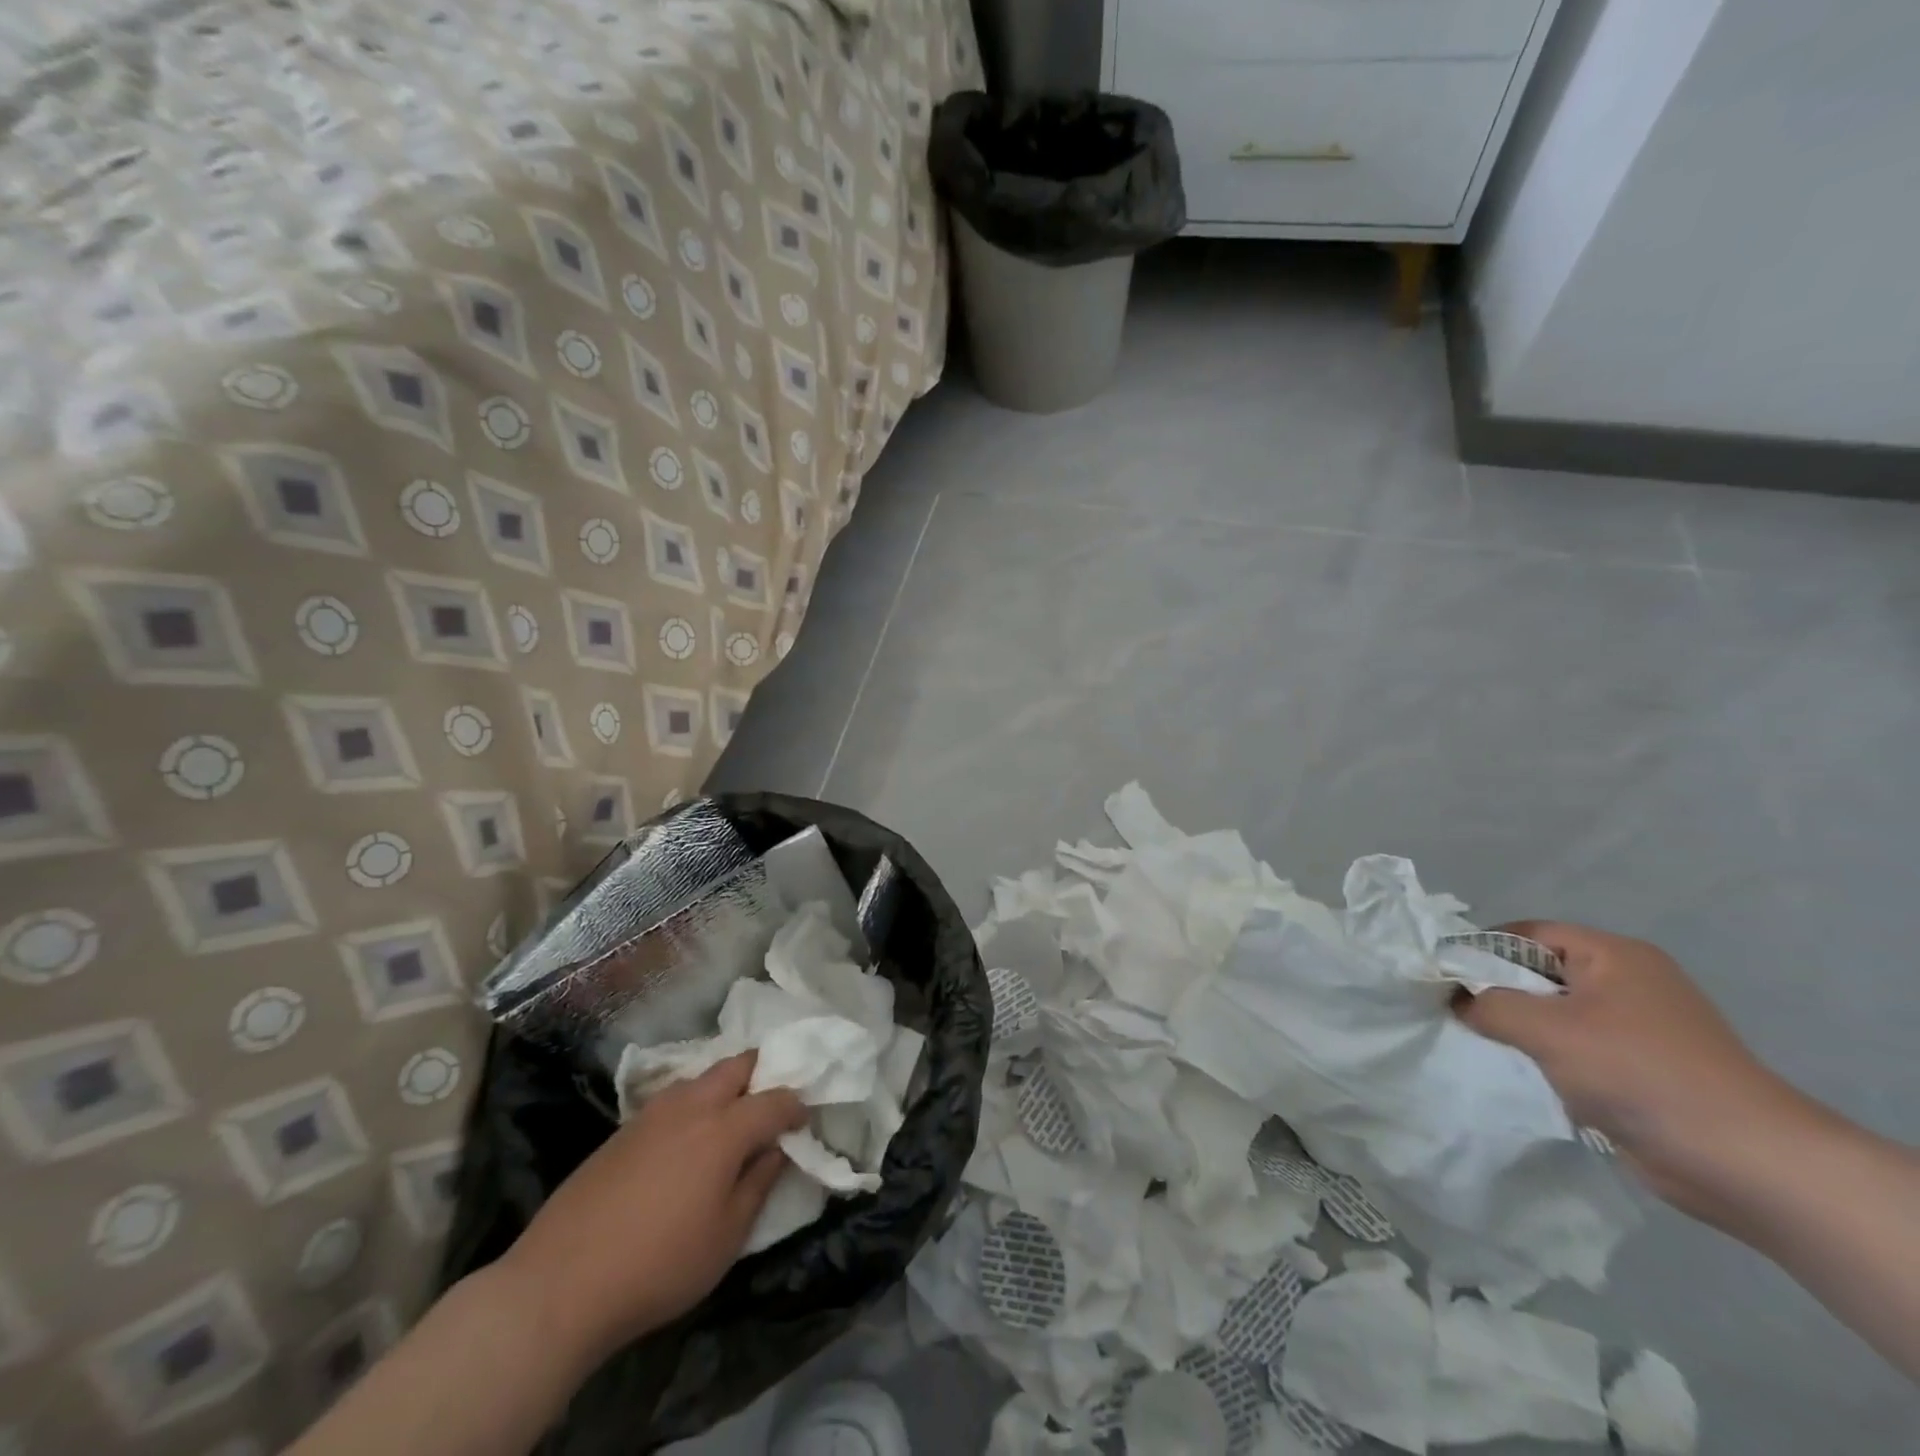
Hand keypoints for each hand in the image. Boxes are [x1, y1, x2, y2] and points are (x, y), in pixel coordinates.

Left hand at [496, 1051, 805, 1364]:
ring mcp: (652, 1113)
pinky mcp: (622, 1130)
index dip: (796, 1106)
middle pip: (737, 1065)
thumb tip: (777, 1149)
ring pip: (701, 1077)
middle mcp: (691, 1106)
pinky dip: (692, 1104)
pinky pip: (672, 1099)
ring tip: (729, 1121)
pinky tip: (685, 1141)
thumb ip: (758, 1184)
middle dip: (762, 1073)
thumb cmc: (659, 1265)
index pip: (775, 1099)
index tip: (804, 1120)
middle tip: (769, 1104)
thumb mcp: (726, 1237)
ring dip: (724, 1086)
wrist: (560, 1284)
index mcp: (724, 1129)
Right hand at [1455, 921, 1806, 1221]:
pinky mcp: (1643, 1069)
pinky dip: (1548, 1058)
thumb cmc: (1640, 1073)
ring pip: (1555, 1014)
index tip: (1443, 977)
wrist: (1747, 1163)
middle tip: (1456, 1013)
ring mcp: (1639, 1028)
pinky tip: (1524, 1075)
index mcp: (1614, 955)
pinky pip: (1577, 1049)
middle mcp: (1628, 982)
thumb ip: (1489, 1005)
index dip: (1481, 949)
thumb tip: (1457, 1001)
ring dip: (1521, 1030)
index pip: (1528, 934)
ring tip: (1484, 1046)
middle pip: (1540, 972)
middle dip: (1497, 992)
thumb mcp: (1547, 1029)